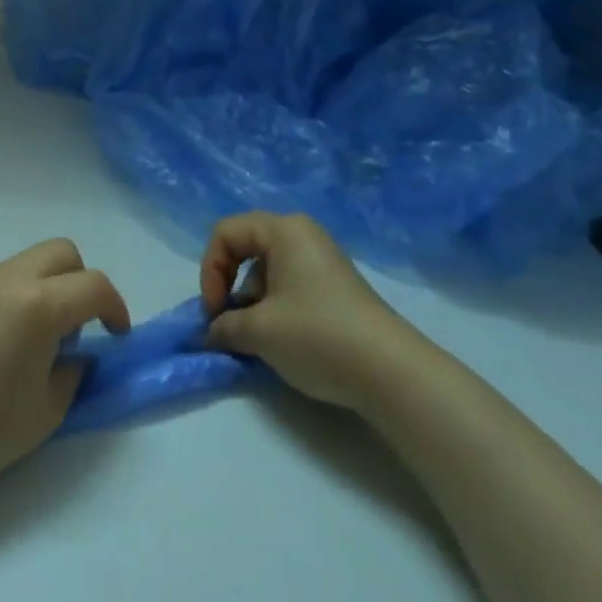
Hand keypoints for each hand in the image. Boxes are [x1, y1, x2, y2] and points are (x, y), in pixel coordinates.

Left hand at [0, 239, 130, 492]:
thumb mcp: (48, 409)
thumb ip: (72, 370)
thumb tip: (73, 352)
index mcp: (39, 305)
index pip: (93, 286)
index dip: (115, 308)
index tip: (116, 336)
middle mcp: (8, 277)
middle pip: (61, 253)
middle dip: (80, 282)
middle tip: (78, 326)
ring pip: (26, 263)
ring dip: (44, 288)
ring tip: (33, 338)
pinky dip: (11, 296)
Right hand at [200, 212, 420, 412]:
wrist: (392, 372)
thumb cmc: (317, 335)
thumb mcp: (260, 331)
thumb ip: (225, 326)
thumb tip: (211, 332)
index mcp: (283, 229)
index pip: (225, 233)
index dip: (210, 271)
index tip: (215, 312)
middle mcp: (303, 234)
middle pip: (246, 247)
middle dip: (230, 285)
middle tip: (230, 322)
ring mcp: (322, 259)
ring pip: (267, 268)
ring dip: (252, 301)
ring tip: (259, 338)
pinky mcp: (335, 285)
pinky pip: (290, 283)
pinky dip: (275, 307)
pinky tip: (283, 339)